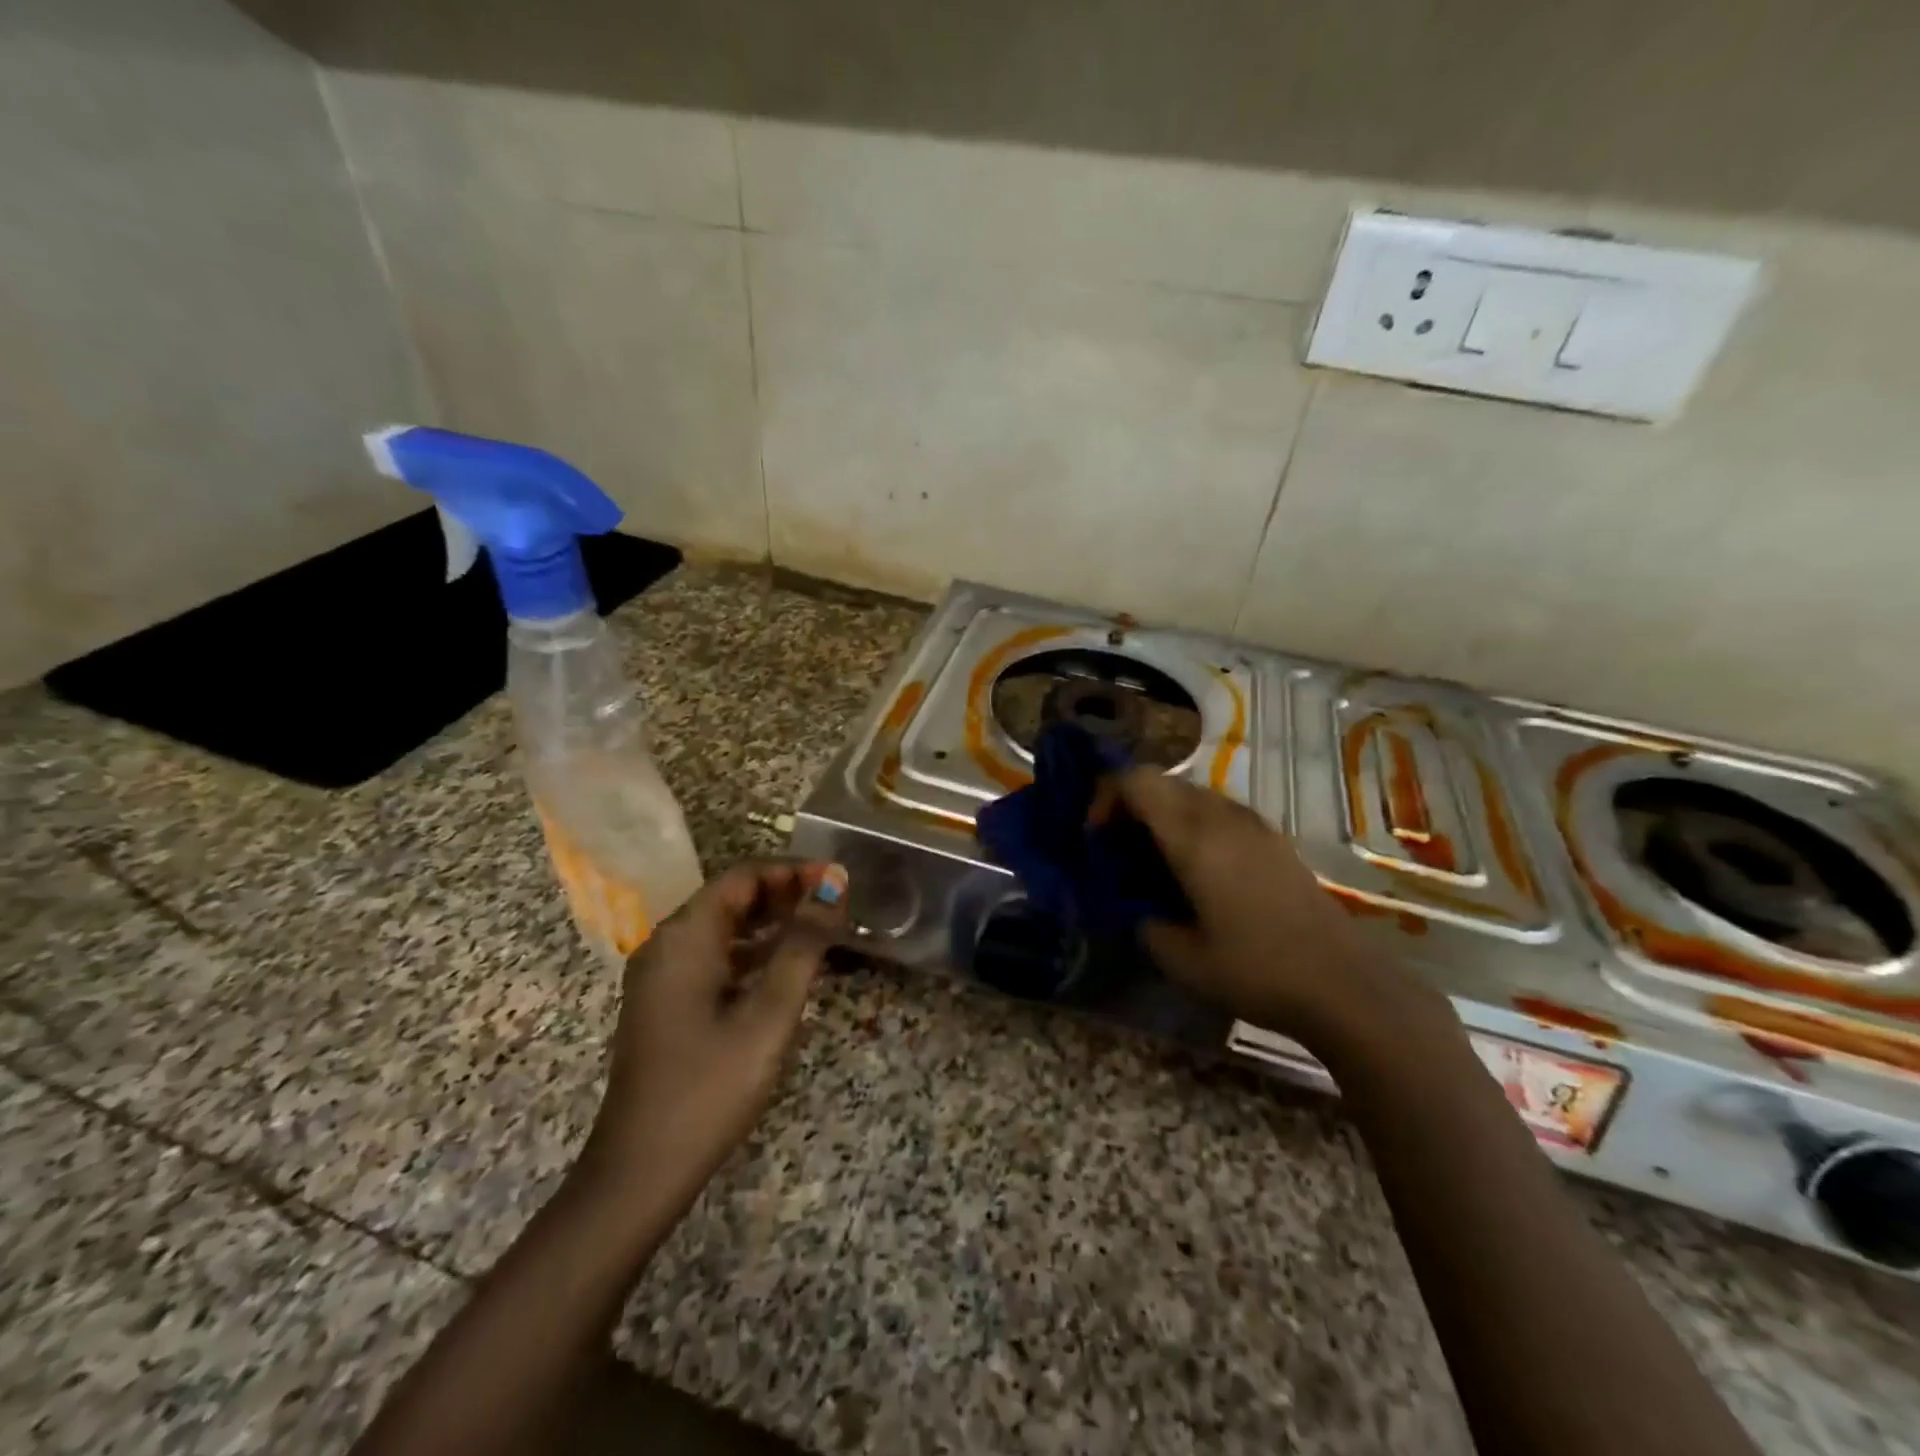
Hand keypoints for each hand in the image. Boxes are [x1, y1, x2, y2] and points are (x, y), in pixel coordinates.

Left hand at [575, 859, 847, 1210]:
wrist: (641, 1172)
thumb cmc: (711, 1087)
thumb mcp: (769, 1013)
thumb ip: (804, 944)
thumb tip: (833, 885)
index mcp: (685, 936)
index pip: (744, 876)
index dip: (794, 870)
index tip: (839, 880)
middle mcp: (666, 943)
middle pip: (731, 897)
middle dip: (784, 893)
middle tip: (836, 903)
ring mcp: (661, 975)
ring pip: (722, 927)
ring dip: (770, 921)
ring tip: (820, 928)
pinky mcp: (664, 1002)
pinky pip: (713, 956)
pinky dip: (751, 951)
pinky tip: (784, 966)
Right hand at [1116, 769, 1385, 1038]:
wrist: (1345, 986)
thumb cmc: (1257, 970)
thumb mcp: (1181, 959)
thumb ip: (1145, 924)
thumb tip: (1138, 911)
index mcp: (1195, 837)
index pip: (1138, 781)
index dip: (1106, 797)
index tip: (1097, 837)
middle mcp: (1224, 817)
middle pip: (1164, 782)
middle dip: (1131, 806)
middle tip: (1119, 849)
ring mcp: (1256, 825)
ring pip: (1194, 795)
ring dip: (1164, 815)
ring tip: (1155, 861)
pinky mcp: (1276, 840)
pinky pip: (1220, 813)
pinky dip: (1194, 826)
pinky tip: (1198, 872)